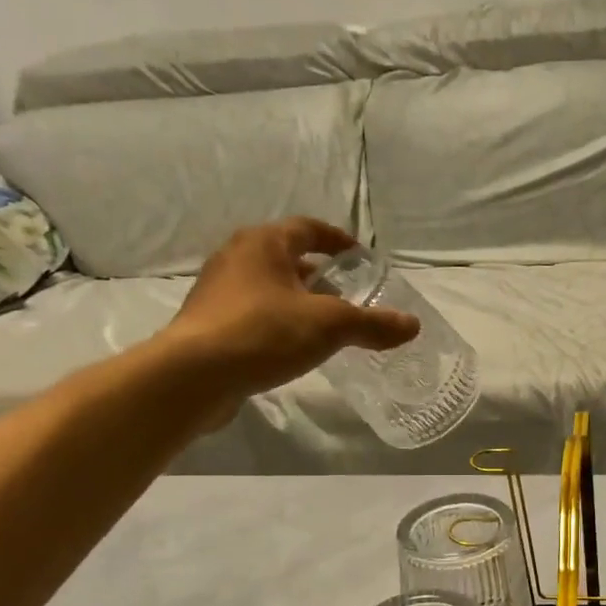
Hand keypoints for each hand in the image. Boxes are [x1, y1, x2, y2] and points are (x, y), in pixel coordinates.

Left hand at [165, 218, 418, 410]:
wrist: (192, 377)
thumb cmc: (264, 333)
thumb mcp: (329, 326)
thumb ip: (372, 324)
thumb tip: (412, 325)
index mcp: (264, 243)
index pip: (308, 228)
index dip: (338, 241)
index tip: (360, 257)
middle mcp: (236, 258)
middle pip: (286, 257)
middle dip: (319, 274)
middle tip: (347, 294)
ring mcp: (217, 292)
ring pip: (268, 287)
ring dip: (297, 300)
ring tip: (324, 325)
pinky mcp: (208, 324)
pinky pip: (252, 314)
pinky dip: (277, 322)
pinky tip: (292, 348)